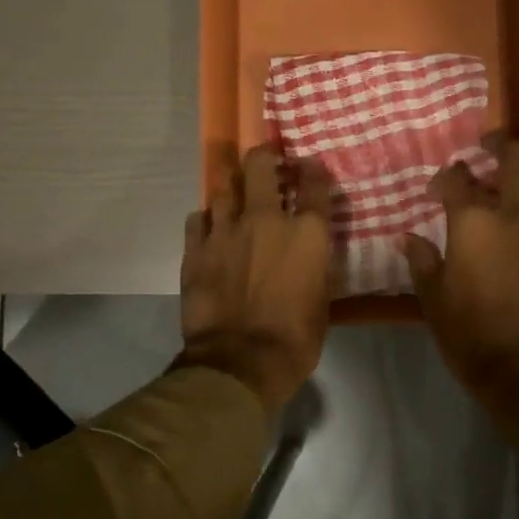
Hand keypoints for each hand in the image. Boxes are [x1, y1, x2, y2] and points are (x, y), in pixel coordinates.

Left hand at [179, 146, 333, 416]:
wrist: (238, 362)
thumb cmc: (294, 338)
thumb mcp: (321, 300)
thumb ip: (315, 265)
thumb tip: (309, 253)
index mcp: (306, 232)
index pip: (315, 183)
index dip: (314, 170)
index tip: (310, 167)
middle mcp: (266, 219)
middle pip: (261, 165)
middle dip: (265, 155)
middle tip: (266, 159)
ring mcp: (226, 230)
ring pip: (225, 186)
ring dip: (233, 185)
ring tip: (236, 189)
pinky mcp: (196, 248)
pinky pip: (198, 218)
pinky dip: (207, 218)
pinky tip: (210, 225)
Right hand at [404, 139, 518, 436]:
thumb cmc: (469, 334)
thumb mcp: (432, 299)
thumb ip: (422, 260)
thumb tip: (408, 237)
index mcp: (474, 222)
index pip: (457, 178)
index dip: (444, 176)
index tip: (437, 189)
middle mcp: (514, 216)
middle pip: (514, 160)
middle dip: (499, 144)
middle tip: (489, 143)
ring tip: (517, 178)